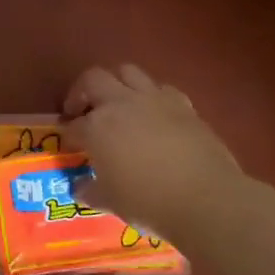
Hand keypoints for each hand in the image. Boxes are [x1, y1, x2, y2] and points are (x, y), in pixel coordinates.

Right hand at [62, 64, 245, 244]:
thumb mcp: (110, 201)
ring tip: (117, 105)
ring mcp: (155, 100)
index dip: (68, 135)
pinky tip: (153, 115)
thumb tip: (80, 187)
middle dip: (82, 92)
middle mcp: (121, 103)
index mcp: (97, 127)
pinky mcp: (184, 105)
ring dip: (116, 84)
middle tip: (82, 112)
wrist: (206, 199)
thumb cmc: (148, 202)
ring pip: (128, 72)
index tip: (70, 146)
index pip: (73, 125)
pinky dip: (151, 96)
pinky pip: (161, 89)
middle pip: (93, 79)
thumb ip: (91, 190)